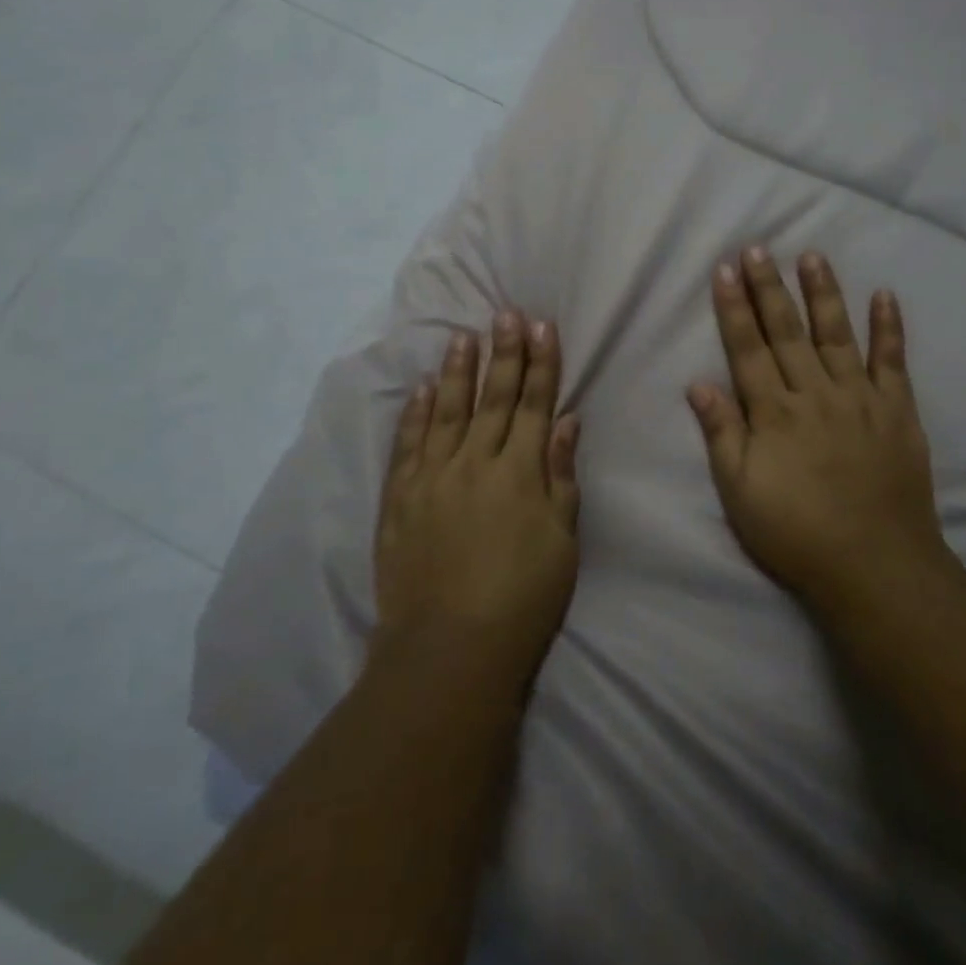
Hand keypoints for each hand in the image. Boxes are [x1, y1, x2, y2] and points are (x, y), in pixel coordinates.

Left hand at [374, 312, 581, 682]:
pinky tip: (420, 388)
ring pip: (446, 410)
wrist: (449, 651)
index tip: (542, 326)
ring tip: (462, 335)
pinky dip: (414, 413)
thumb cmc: (522, 600)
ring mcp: (432, 478)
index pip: (534, 403)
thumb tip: (566, 421)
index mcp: (519, 472)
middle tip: (506, 313)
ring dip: (456, 371)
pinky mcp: (400, 500)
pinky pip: (407, 445)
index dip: (541, 363)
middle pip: (493, 398)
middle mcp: (475, 463)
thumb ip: (561, 476)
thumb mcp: (562, 541)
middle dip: (504, 352)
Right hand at [688, 248, 949, 614]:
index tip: (724, 270)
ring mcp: (860, 398)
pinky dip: (890, 328)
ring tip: (812, 255)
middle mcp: (815, 394)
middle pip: (787, 332)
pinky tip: (885, 295)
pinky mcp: (897, 411)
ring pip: (837, 334)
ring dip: (823, 293)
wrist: (876, 567)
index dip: (734, 308)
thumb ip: (722, 434)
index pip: (748, 349)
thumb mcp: (741, 493)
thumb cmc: (797, 533)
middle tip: (758, 248)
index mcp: (774, 414)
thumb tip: (698, 383)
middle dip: (769, 287)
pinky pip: (893, 361)